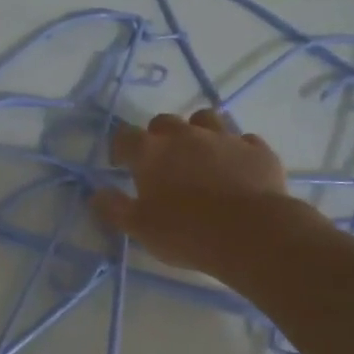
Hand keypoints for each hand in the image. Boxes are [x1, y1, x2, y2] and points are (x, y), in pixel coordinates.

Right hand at [92, 110, 292, 275]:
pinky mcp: (257, 149)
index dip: (120, 149)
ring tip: (199, 156)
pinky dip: (235, 150)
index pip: (124, 136)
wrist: (252, 233)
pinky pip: (243, 140)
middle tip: (161, 163)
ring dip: (198, 132)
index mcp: (151, 152)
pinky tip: (236, 169)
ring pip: (205, 119)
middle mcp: (185, 135)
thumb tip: (96, 194)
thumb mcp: (139, 228)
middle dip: (159, 137)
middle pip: (164, 122)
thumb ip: (114, 208)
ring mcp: (224, 138)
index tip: (121, 164)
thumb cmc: (186, 232)